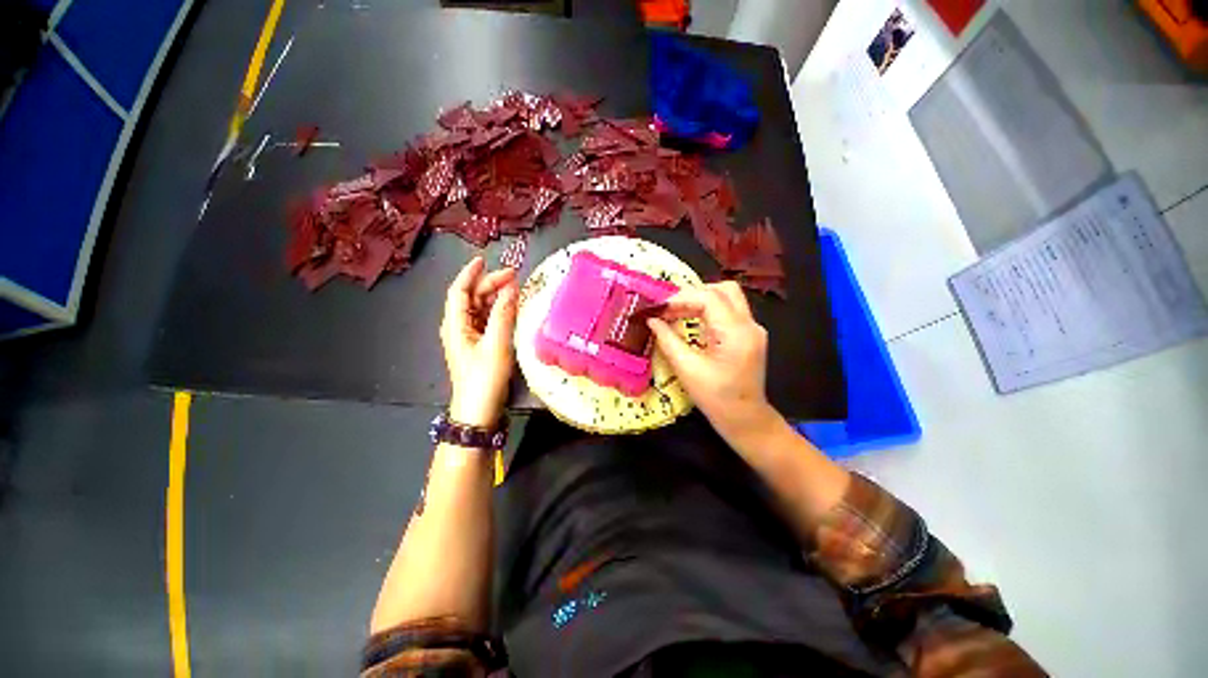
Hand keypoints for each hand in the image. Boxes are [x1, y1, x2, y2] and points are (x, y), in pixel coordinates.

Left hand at [440, 257, 518, 428]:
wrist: (479, 411)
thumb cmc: (484, 378)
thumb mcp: (496, 344)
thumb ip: (503, 314)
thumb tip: (512, 288)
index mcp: (456, 324)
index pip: (459, 291)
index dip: (470, 273)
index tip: (484, 259)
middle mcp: (459, 327)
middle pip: (472, 298)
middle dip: (490, 284)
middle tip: (513, 276)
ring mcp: (469, 337)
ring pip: (481, 309)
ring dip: (496, 297)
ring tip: (516, 289)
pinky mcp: (479, 346)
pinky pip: (488, 321)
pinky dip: (499, 311)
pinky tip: (512, 308)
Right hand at [647, 282, 780, 446]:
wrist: (744, 419)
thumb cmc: (715, 398)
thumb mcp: (687, 369)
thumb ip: (668, 340)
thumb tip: (652, 320)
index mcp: (736, 333)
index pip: (709, 298)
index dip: (681, 298)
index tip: (659, 309)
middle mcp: (750, 325)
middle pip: (723, 290)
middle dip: (692, 294)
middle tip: (668, 308)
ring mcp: (753, 328)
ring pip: (727, 296)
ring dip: (700, 299)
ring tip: (676, 312)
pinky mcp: (749, 334)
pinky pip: (729, 310)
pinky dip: (708, 309)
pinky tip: (692, 319)